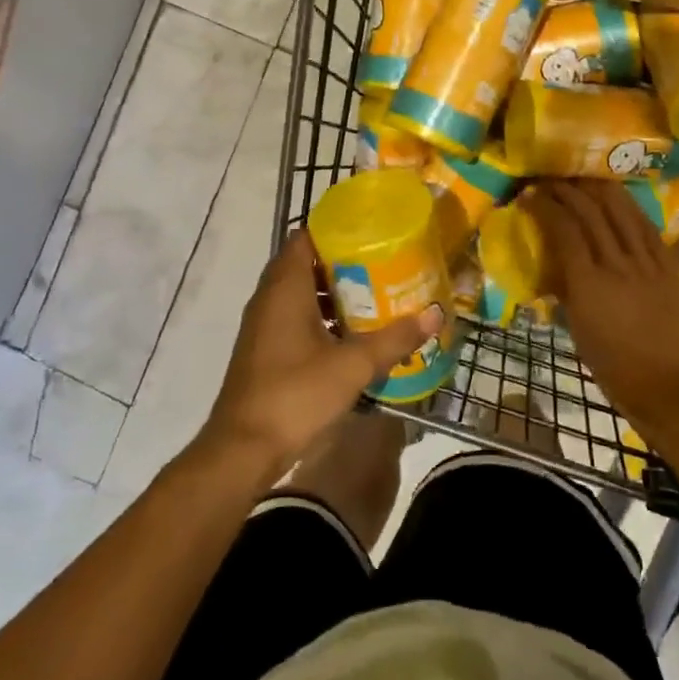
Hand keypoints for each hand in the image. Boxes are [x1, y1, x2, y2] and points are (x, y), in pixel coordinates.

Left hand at [202, 230, 443, 479]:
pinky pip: (296, 318)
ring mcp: (265, 326)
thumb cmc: (295, 395)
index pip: (305, 238)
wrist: (243, 450)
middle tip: (385, 262)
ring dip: (335, 292)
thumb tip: (435, 314)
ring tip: (377, 293)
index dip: (336, 229)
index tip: (371, 230)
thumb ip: (395, 338)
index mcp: (285, 288)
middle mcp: (270, 299)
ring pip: (302, 293)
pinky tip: (353, 334)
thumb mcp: (353, 366)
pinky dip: (323, 317)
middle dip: (344, 261)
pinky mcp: (266, 350)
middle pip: (307, 264)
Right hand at [523, 181, 678, 433]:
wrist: (665, 384)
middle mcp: (618, 263)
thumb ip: (566, 289)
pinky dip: (630, 208)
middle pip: (592, 210)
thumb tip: (555, 265)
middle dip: (568, 190)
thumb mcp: (576, 327)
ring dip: (600, 189)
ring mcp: (648, 261)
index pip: (564, 229)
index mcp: (588, 282)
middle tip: (552, 182)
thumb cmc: (611, 364)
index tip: (531, 196)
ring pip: (623, 209)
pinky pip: (648, 226)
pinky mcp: (669, 265)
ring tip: (584, 179)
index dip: (545, 206)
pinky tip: (620, 200)